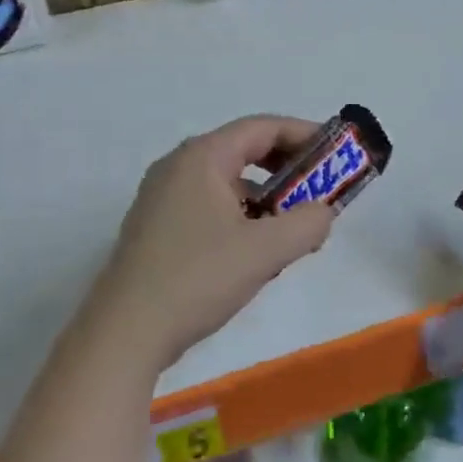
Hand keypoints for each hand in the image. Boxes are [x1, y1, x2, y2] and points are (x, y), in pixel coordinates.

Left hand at [84, 116, 335, 371]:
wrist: (125, 334)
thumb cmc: (197, 279)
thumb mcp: (266, 250)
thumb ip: (309, 224)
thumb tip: (324, 212)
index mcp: (202, 158)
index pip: (263, 128)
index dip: (304, 135)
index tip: (337, 154)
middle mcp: (178, 168)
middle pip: (245, 152)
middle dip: (288, 171)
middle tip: (320, 192)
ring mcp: (163, 198)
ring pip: (229, 184)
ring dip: (267, 200)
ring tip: (294, 232)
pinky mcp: (158, 228)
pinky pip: (212, 207)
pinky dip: (243, 218)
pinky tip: (258, 254)